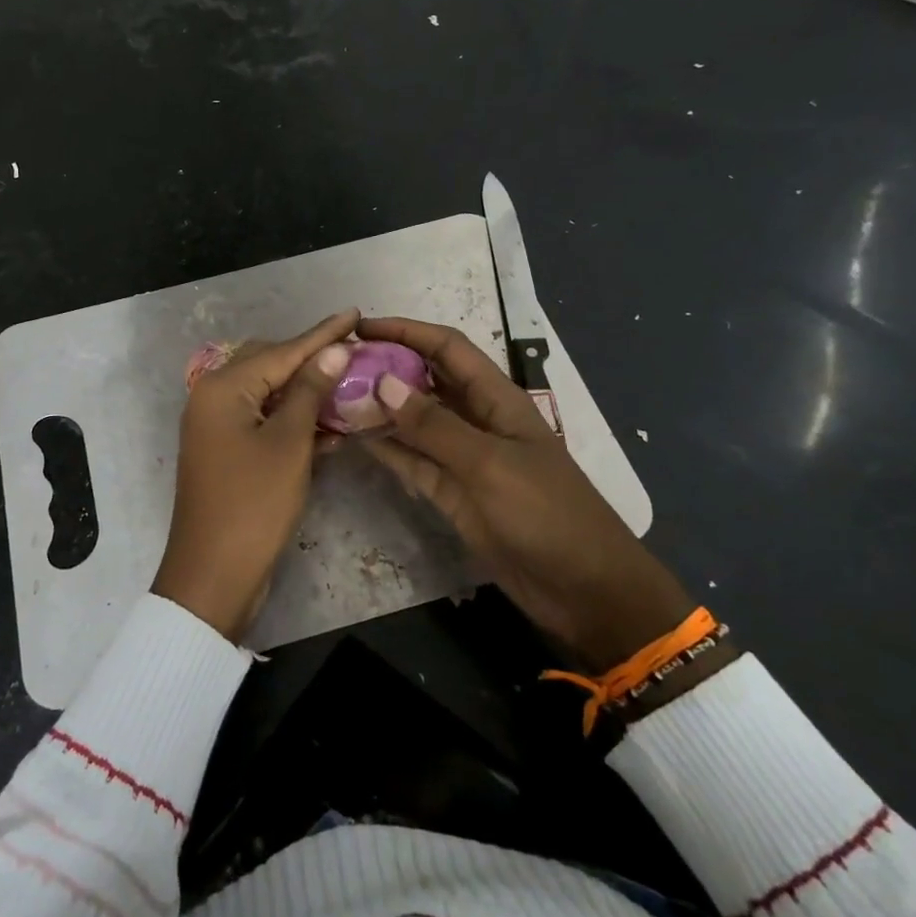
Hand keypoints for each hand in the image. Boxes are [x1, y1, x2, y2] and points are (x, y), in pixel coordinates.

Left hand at [152, 310, 358, 639]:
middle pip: (271, 366)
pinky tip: (330, 423)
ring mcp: (217, 427)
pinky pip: (264, 422)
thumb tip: (333, 349)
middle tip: (355, 352)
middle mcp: (213, 398)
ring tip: (350, 382)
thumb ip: (309, 391)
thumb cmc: (253, 504)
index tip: (355, 312)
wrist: (214, 575)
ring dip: (306, 392)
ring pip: (269, 395)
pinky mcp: (227, 453)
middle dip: (313, 361)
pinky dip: (294, 421)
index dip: (322, 334)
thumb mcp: (289, 444)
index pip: (282, 351)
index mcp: (222, 388)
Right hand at [358, 316, 692, 670]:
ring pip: (413, 421)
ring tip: (333, 396)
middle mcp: (476, 419)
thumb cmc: (546, 513)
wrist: (582, 589)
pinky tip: (352, 437)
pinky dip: (384, 447)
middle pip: (426, 380)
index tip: (361, 327)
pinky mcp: (451, 492)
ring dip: (378, 408)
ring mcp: (462, 457)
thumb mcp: (489, 464)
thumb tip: (382, 383)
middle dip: (386, 366)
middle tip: (338, 365)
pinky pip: (411, 459)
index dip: (406, 331)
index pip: (447, 348)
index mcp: (496, 399)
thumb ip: (434, 425)